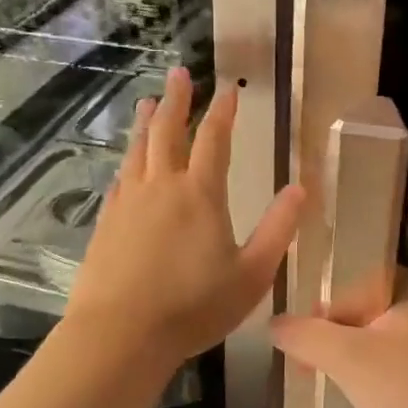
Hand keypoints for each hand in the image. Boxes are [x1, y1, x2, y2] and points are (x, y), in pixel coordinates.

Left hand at [67, 68, 304, 369]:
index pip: (214, 140)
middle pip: (168, 132)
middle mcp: (162, 187)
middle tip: (178, 73)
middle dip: (176, 100)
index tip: (228, 88)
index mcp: (200, 195)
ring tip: (148, 102)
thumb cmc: (194, 307)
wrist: (120, 334)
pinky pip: (120, 180)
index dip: (222, 111)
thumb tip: (301, 188)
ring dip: (146, 123)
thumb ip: (277, 229)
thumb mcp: (252, 274)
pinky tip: (127, 164)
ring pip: (138, 151)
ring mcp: (129, 203)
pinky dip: (127, 162)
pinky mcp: (106, 222)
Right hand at [272, 274, 407, 407]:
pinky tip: (365, 399)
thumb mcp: (348, 357)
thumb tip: (274, 324)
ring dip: (352, 360)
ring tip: (330, 384)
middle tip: (308, 367)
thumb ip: (306, 336)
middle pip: (362, 310)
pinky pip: (396, 363)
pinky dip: (376, 377)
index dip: (319, 310)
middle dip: (332, 338)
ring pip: (378, 339)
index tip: (299, 343)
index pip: (350, 281)